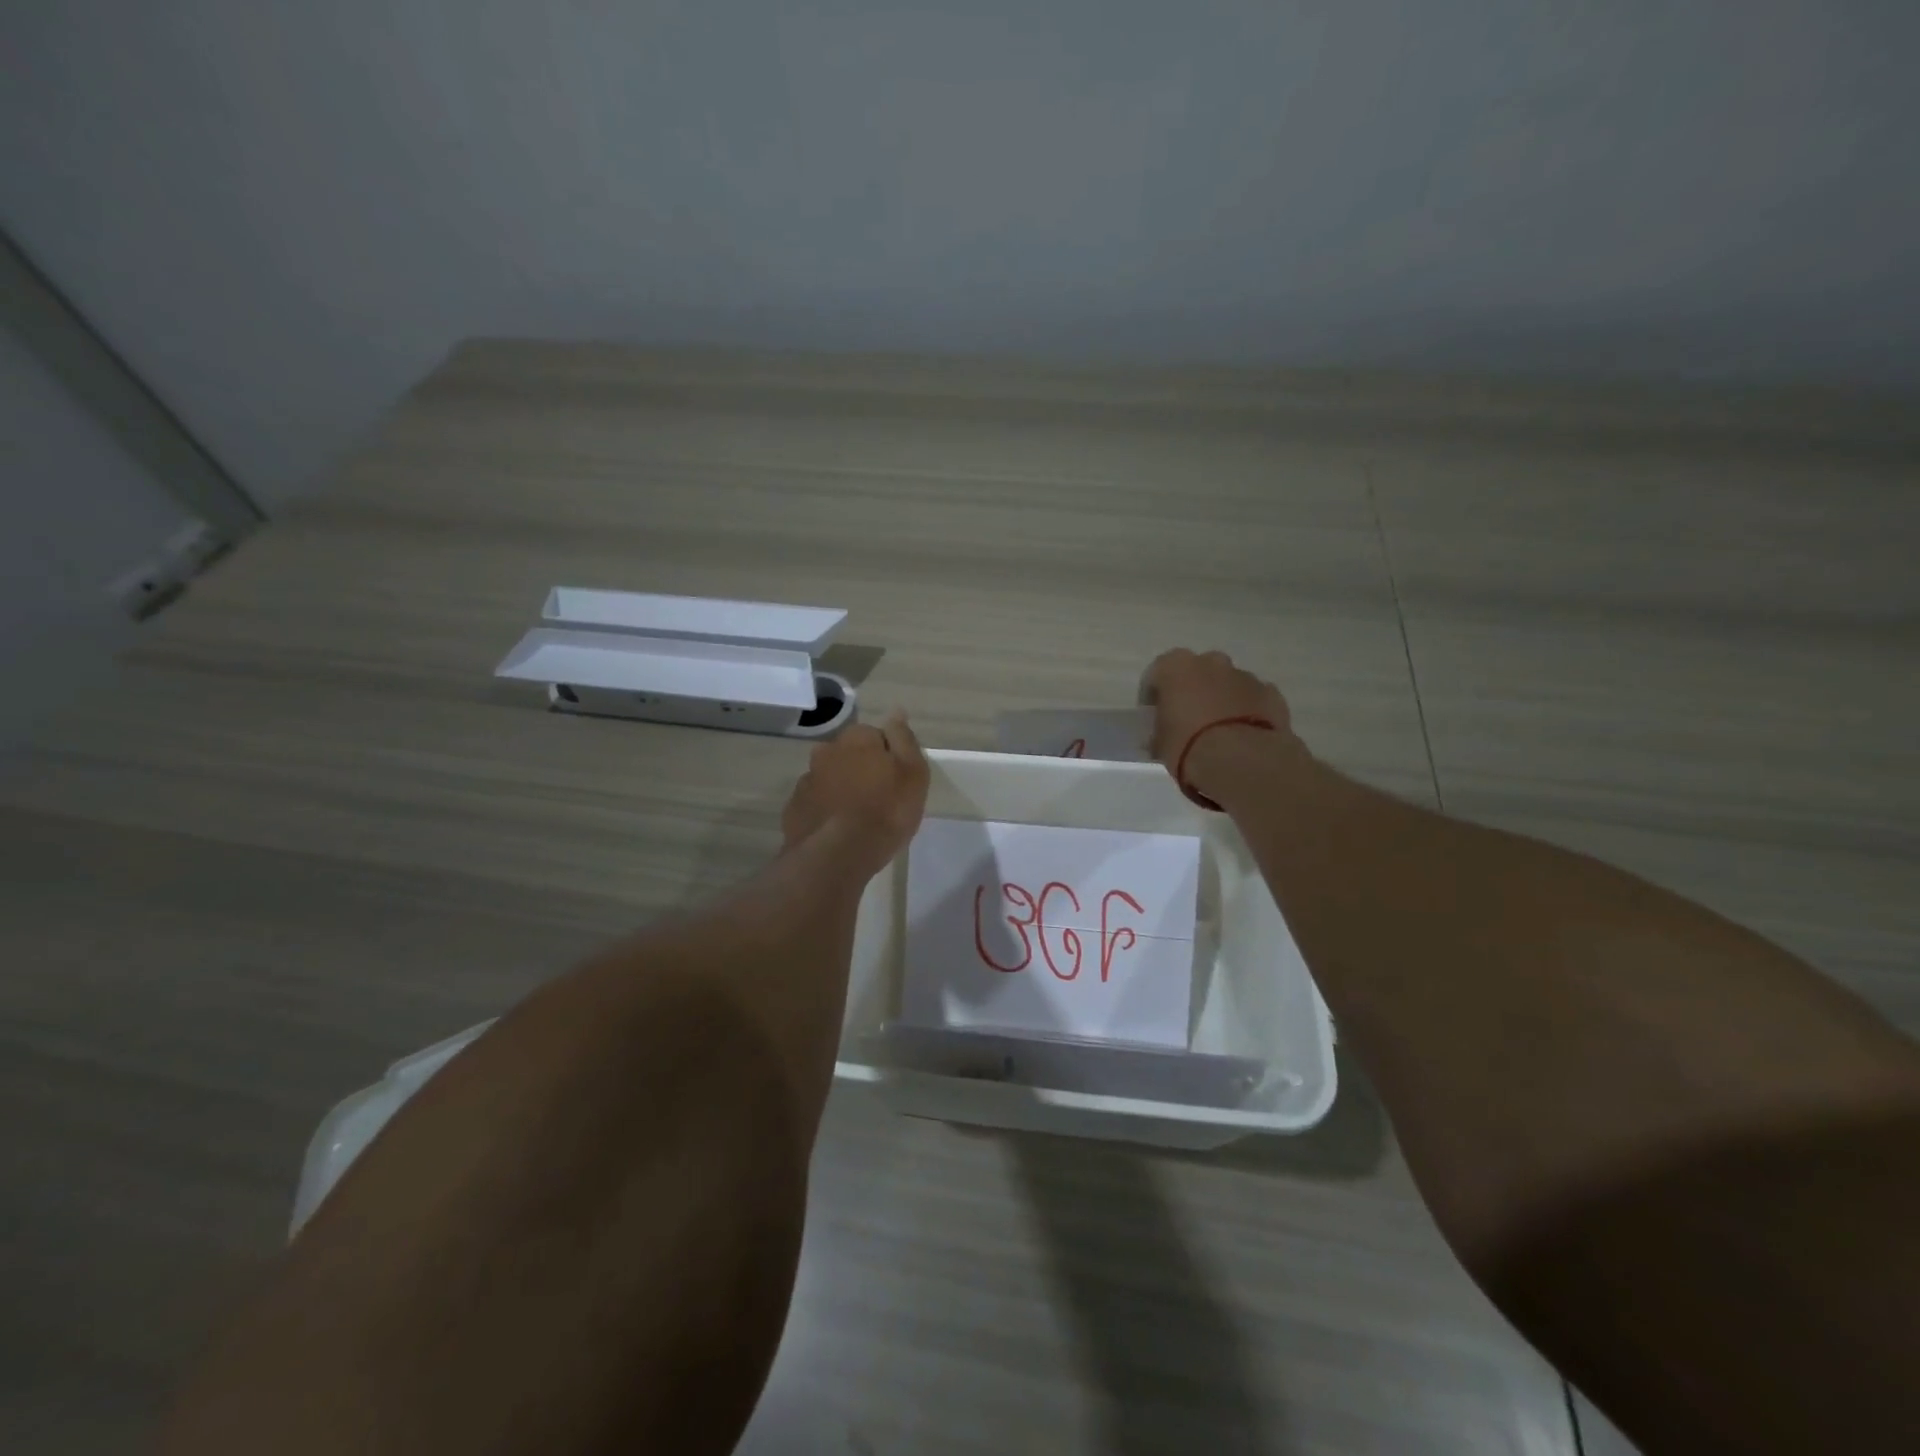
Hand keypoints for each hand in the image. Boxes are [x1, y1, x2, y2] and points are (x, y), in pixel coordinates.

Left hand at [781, 711, 929, 874]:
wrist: (838, 854)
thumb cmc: (886, 810)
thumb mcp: (912, 772)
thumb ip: (903, 739)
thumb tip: (896, 711)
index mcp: (856, 738)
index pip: (875, 736)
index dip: (888, 757)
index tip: (897, 781)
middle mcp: (826, 751)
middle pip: (849, 755)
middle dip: (861, 770)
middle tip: (879, 800)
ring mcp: (806, 780)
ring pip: (829, 779)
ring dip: (841, 790)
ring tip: (856, 819)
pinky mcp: (794, 809)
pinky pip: (815, 804)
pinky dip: (825, 811)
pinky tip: (837, 831)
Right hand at [1139, 649, 1299, 774]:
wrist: (1242, 762)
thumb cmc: (1188, 747)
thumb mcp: (1159, 744)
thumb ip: (1159, 732)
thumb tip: (1160, 737)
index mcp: (1176, 667)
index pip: (1156, 673)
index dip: (1152, 696)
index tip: (1152, 717)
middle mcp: (1211, 662)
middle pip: (1196, 672)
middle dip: (1192, 691)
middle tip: (1187, 721)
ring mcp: (1245, 676)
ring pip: (1227, 684)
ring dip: (1221, 700)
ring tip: (1219, 733)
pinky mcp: (1271, 694)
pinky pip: (1253, 699)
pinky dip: (1247, 711)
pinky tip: (1243, 736)